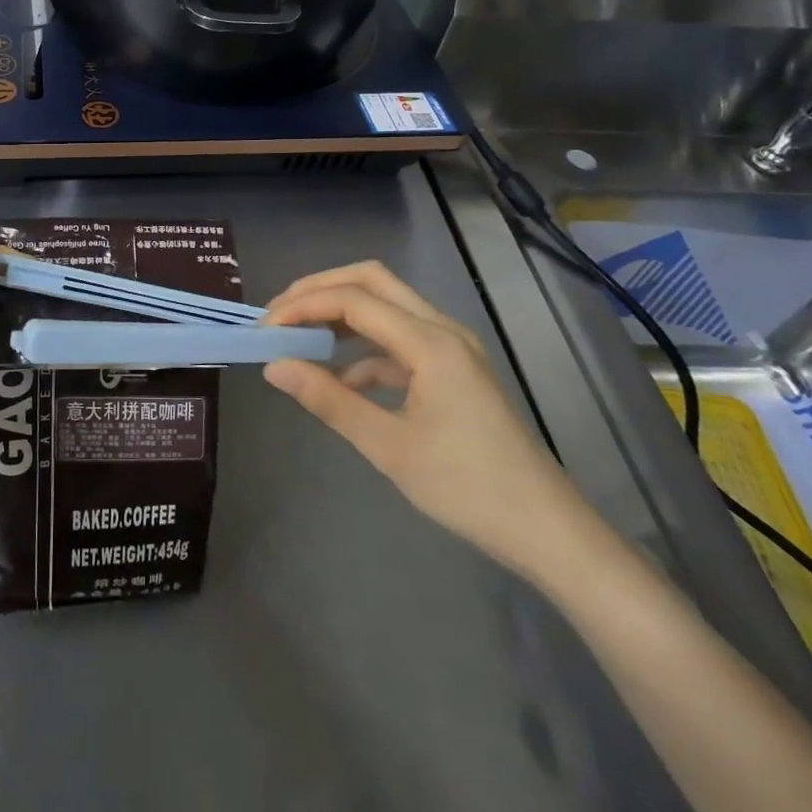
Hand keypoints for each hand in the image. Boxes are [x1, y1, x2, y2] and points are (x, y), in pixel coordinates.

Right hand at [263, 261, 591, 579]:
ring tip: (299, 336)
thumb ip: (328, 400)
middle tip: (279, 315)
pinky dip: (363, 346)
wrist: (547, 530)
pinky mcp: (454, 369)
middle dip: (320, 290)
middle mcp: (442, 329)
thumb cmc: (468, 489)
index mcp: (430, 342)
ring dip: (341, 312)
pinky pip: (399, 338)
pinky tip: (340, 377)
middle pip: (372, 281)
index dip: (303, 306)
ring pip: (386, 305)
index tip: (265, 330)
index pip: (354, 299)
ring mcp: (452, 347)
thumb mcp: (389, 447)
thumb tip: (274, 366)